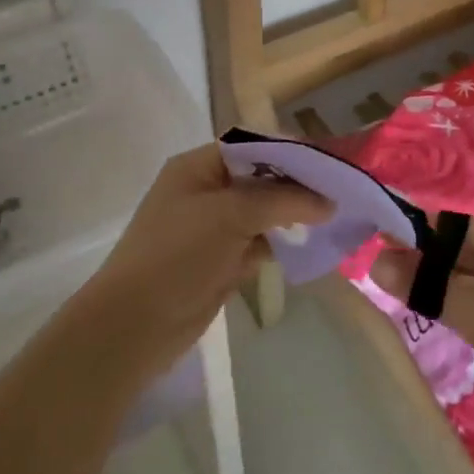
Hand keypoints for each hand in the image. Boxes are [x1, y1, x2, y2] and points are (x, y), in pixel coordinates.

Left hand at [75, 144, 332, 381]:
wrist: (133, 327)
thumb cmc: (177, 256)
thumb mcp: (230, 215)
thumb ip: (282, 200)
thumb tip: (328, 201)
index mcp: (198, 167)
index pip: (252, 145)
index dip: (291, 151)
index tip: (330, 162)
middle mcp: (206, 191)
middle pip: (261, 177)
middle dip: (298, 183)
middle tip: (340, 191)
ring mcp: (213, 228)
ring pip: (263, 212)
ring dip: (294, 214)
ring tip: (335, 216)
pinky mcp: (221, 261)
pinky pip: (260, 243)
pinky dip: (283, 243)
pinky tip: (312, 245)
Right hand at [369, 218, 473, 458]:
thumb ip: (429, 284)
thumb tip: (376, 261)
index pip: (462, 228)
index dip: (421, 229)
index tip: (377, 232)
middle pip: (463, 255)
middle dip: (422, 258)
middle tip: (373, 261)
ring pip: (465, 283)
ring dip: (431, 284)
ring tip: (386, 283)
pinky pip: (472, 308)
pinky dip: (446, 307)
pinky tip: (419, 309)